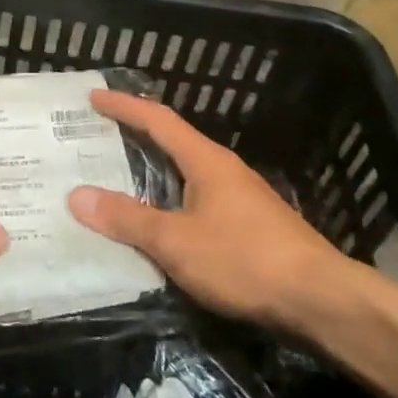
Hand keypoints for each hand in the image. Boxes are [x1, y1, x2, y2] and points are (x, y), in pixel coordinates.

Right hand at [66, 89, 356, 329]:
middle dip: (133, 137)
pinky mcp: (248, 227)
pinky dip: (168, 201)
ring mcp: (239, 199)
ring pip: (184, 175)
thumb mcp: (176, 241)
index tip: (93, 96)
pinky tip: (156, 223)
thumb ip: (127, 218)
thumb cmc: (245, 260)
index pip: (158, 121)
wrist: (321, 301)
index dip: (124, 106)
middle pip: (172, 143)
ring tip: (115, 180)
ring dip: (151, 173)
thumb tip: (77, 196)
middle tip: (94, 139)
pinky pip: (195, 201)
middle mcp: (223, 171)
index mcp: (206, 161)